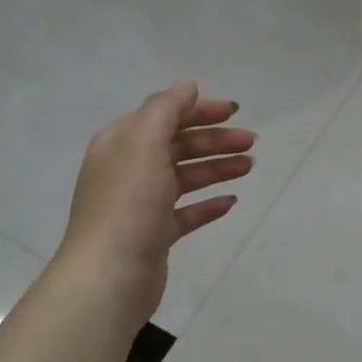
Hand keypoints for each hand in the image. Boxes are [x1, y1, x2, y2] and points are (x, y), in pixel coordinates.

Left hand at [58, 82, 254, 322]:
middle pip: (177, 145)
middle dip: (214, 140)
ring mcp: (141, 204)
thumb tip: (186, 86)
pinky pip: (186, 213)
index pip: (163, 115)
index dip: (198, 110)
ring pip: (184, 177)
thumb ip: (165, 109)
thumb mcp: (144, 143)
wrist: (110, 274)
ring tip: (249, 167)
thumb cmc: (128, 203)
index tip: (235, 112)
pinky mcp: (154, 235)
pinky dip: (207, 204)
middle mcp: (129, 169)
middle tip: (251, 143)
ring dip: (216, 168)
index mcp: (121, 142)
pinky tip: (230, 201)